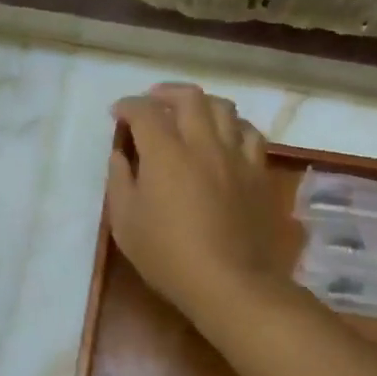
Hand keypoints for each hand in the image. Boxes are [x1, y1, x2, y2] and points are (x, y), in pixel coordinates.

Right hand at [107, 84, 288, 325]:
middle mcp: (203, 143)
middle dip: (165, 93)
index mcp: (165, 152)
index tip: (118, 114)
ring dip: (202, 104)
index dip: (128, 106)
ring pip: (224, 108)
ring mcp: (236, 156)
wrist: (230, 282)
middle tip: (152, 102)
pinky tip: (226, 137)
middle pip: (189, 98)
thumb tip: (120, 154)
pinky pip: (249, 134)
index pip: (144, 111)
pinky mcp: (258, 173)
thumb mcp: (125, 222)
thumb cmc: (167, 255)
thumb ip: (119, 181)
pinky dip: (233, 126)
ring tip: (190, 114)